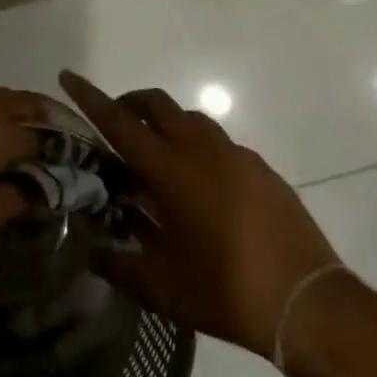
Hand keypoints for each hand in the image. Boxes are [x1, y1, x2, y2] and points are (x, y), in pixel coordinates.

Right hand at [59, 71, 340, 356]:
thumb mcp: (164, 289)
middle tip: (117, 124)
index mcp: (169, 170)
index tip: (68, 75)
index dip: (90, 97)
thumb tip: (91, 251)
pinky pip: (218, 142)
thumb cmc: (227, 291)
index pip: (118, 122)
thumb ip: (120, 266)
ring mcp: (234, 154)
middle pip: (156, 102)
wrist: (308, 301)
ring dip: (166, 123)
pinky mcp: (260, 167)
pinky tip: (203, 188)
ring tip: (159, 160)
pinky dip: (198, 147)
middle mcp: (199, 148)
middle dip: (130, 102)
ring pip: (189, 117)